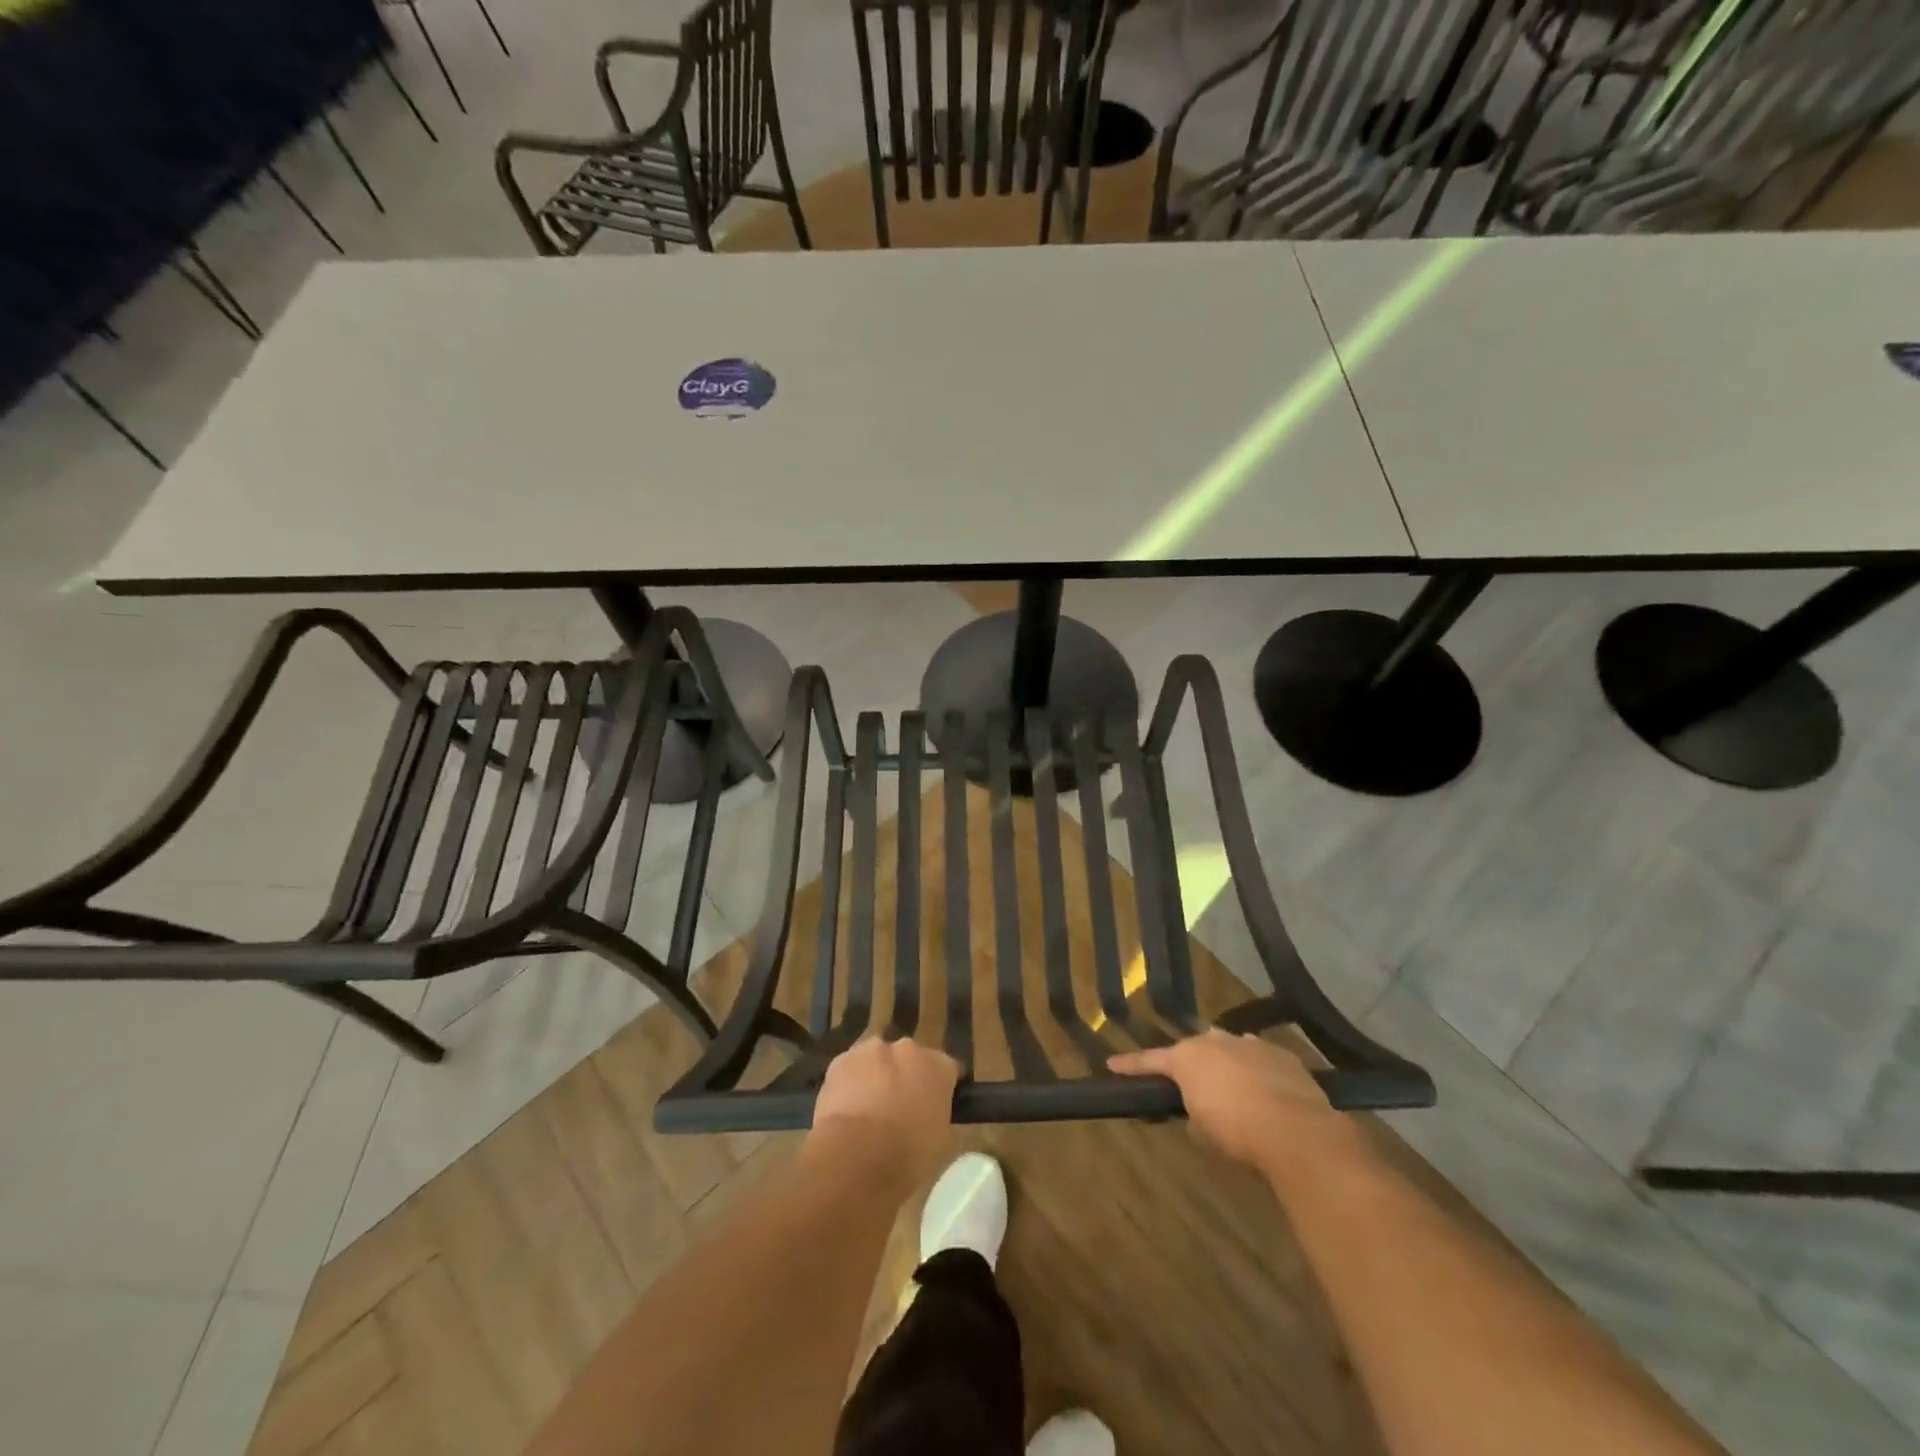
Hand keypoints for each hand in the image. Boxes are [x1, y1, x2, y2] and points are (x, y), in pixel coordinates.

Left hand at [810, 1036, 960, 1191]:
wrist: (856, 1155)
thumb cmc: (907, 1157)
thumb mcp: (938, 1141)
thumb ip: (934, 1114)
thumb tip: (924, 1114)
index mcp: (940, 1067)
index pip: (946, 1069)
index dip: (938, 1088)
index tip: (931, 1106)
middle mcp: (909, 1049)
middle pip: (909, 1058)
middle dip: (904, 1077)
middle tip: (896, 1109)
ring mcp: (873, 1050)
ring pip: (876, 1060)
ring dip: (874, 1077)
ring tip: (865, 1111)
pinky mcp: (841, 1060)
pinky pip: (848, 1070)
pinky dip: (847, 1085)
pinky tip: (843, 1112)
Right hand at [1110, 1030, 1365, 1183]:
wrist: (1295, 1131)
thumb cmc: (1236, 1132)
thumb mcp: (1201, 1131)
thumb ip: (1193, 1111)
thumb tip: (1200, 1107)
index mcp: (1187, 1058)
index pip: (1149, 1060)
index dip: (1130, 1065)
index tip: (1111, 1064)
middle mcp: (1215, 1041)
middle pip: (1194, 1048)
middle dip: (1190, 1063)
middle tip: (1190, 1083)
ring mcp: (1250, 1043)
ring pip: (1229, 1048)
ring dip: (1225, 1064)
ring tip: (1230, 1087)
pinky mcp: (1281, 1054)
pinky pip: (1259, 1058)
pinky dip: (1255, 1071)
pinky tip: (1264, 1090)